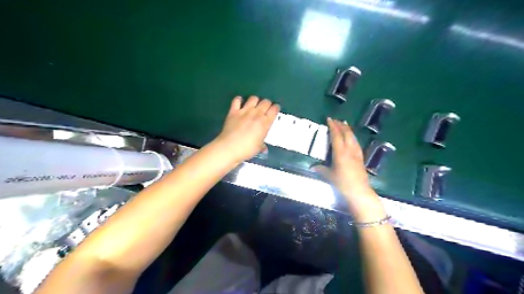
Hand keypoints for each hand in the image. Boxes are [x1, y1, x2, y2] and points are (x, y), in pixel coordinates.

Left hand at [211, 95, 279, 163]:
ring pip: (253, 98)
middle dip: (267, 104)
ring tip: (254, 105)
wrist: (229, 148)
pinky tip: (240, 103)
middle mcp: (256, 114)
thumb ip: (262, 145)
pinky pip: (237, 100)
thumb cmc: (247, 149)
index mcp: (265, 123)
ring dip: (255, 101)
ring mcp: (244, 111)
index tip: (275, 110)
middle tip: (266, 108)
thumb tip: (264, 147)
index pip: (274, 109)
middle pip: (265, 102)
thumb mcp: (258, 148)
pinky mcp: (233, 111)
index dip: (276, 108)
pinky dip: (239, 100)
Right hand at [313, 117, 385, 219]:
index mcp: (340, 153)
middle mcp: (349, 150)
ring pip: (353, 137)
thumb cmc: (343, 184)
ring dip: (348, 129)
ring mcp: (357, 154)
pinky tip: (352, 137)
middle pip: (346, 134)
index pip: (336, 136)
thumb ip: (321, 169)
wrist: (359, 192)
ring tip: (344, 124)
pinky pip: (356, 143)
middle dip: (341, 125)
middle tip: (336, 120)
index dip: (333, 126)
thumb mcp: (329, 176)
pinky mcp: (361, 158)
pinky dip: (353, 137)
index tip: (329, 119)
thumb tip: (312, 167)